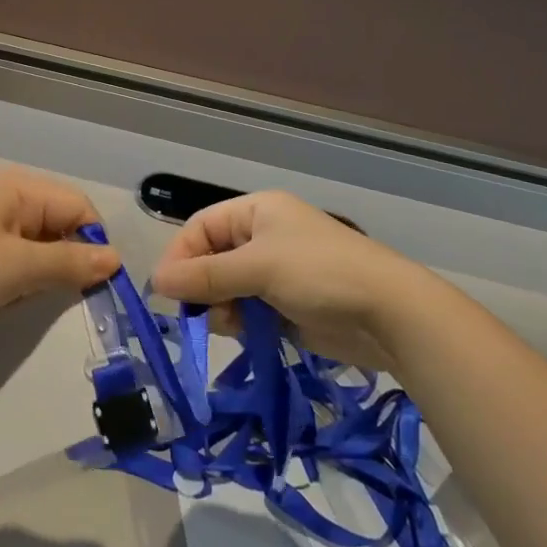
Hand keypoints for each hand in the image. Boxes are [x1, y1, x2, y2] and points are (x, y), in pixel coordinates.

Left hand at [0, 167, 118, 343]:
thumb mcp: (17, 269)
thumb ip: (70, 263)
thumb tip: (115, 260)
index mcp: (18, 187)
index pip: (78, 207)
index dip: (92, 244)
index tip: (93, 287)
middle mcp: (4, 194)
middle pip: (58, 223)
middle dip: (61, 262)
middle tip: (48, 296)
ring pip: (36, 245)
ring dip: (36, 274)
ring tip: (15, 298)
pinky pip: (11, 256)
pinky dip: (14, 279)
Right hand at [150, 191, 438, 369]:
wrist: (390, 314)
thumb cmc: (320, 274)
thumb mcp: (258, 268)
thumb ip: (205, 276)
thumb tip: (156, 282)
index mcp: (256, 212)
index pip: (201, 227)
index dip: (181, 256)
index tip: (166, 291)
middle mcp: (263, 237)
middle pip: (211, 259)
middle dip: (201, 286)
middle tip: (198, 314)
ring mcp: (276, 272)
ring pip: (227, 289)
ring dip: (221, 308)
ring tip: (231, 325)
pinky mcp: (287, 305)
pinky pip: (248, 311)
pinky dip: (241, 323)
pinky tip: (248, 334)